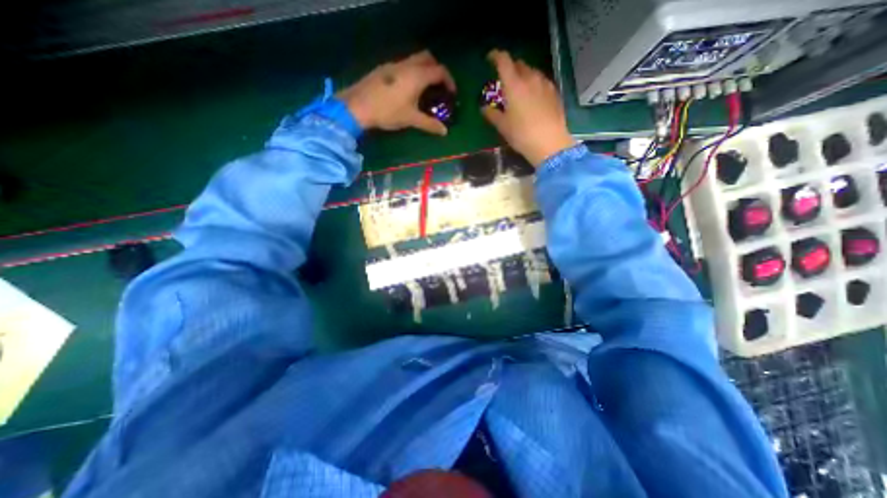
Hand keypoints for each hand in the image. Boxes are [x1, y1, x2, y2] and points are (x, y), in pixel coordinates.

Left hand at [337, 51, 453, 134]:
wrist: (358, 106)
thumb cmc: (388, 111)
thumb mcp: (411, 119)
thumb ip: (429, 124)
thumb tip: (444, 132)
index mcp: (417, 76)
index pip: (440, 71)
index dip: (449, 81)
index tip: (451, 94)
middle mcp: (407, 65)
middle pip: (428, 58)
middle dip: (437, 70)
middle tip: (439, 87)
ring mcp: (394, 65)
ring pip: (414, 60)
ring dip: (424, 70)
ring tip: (424, 90)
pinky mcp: (384, 69)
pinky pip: (403, 65)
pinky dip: (412, 72)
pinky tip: (407, 89)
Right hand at [483, 50, 579, 167]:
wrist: (549, 143)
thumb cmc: (522, 134)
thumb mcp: (503, 126)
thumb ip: (492, 115)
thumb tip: (484, 108)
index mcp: (514, 85)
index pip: (504, 61)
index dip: (495, 56)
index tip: (490, 58)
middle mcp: (530, 78)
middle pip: (519, 64)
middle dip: (510, 68)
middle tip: (504, 80)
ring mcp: (545, 84)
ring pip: (532, 72)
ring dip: (523, 75)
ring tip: (519, 89)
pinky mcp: (554, 92)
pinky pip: (541, 81)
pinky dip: (534, 84)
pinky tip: (532, 97)